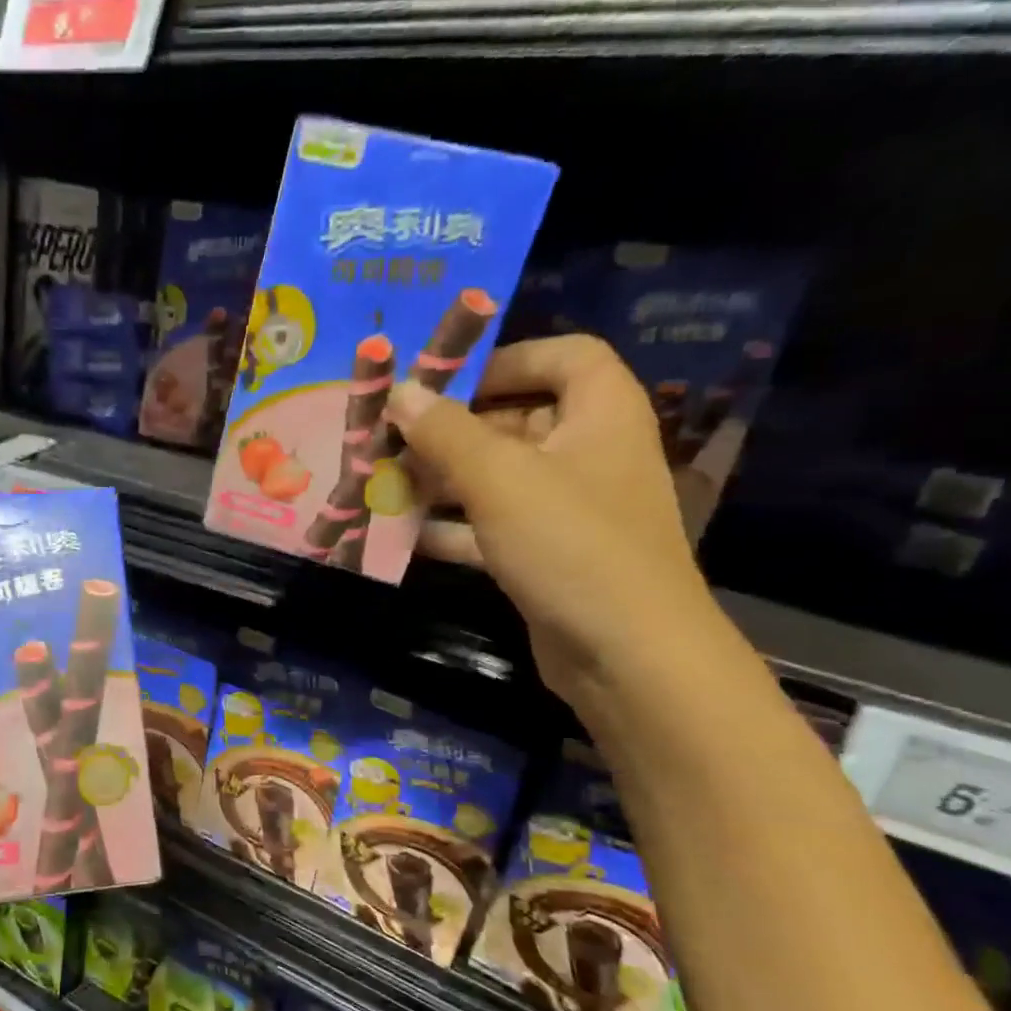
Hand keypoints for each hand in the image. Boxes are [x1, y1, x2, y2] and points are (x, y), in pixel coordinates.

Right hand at [389, 335, 720, 706]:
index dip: (506, 358)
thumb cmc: (570, 544)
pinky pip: (493, 527)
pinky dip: (453, 527)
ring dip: (443, 480)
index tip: (445, 381)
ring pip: (498, 478)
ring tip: (384, 484)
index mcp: (601, 413)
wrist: (626, 654)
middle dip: (453, 429)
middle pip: (519, 419)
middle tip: (393, 439)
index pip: (565, 356)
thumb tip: (401, 392)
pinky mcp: (547, 557)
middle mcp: (589, 453)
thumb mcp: (499, 478)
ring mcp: (568, 510)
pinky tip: (404, 535)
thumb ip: (445, 432)